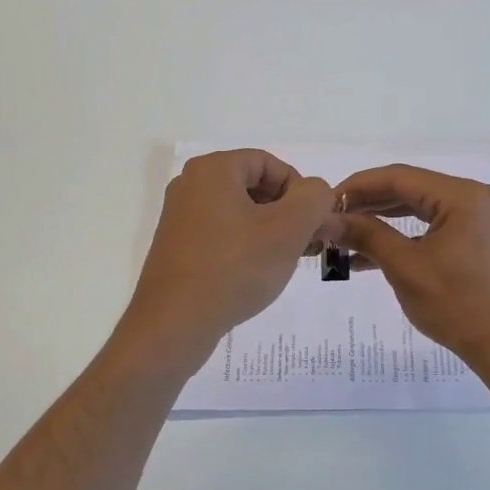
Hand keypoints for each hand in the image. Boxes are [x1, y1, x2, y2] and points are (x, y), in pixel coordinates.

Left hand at [122, 149, 334, 364]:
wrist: (174, 326)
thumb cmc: (234, 268)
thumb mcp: (289, 228)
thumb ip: (314, 198)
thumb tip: (315, 192)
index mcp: (213, 169)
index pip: (270, 164)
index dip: (299, 190)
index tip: (313, 224)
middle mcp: (191, 185)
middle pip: (255, 185)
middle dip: (287, 211)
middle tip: (306, 244)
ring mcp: (180, 217)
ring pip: (240, 212)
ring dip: (270, 231)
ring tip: (285, 261)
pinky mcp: (178, 247)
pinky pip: (222, 233)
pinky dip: (246, 246)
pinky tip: (257, 273)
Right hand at [328, 164, 489, 373]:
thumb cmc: (457, 306)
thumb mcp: (405, 268)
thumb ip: (366, 235)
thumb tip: (327, 219)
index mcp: (463, 195)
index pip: (399, 177)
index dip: (358, 187)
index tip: (326, 203)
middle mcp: (475, 196)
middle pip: (410, 189)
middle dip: (368, 205)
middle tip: (332, 220)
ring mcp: (480, 216)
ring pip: (420, 207)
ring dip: (383, 221)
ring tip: (345, 237)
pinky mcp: (479, 236)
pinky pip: (434, 225)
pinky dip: (405, 236)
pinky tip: (371, 253)